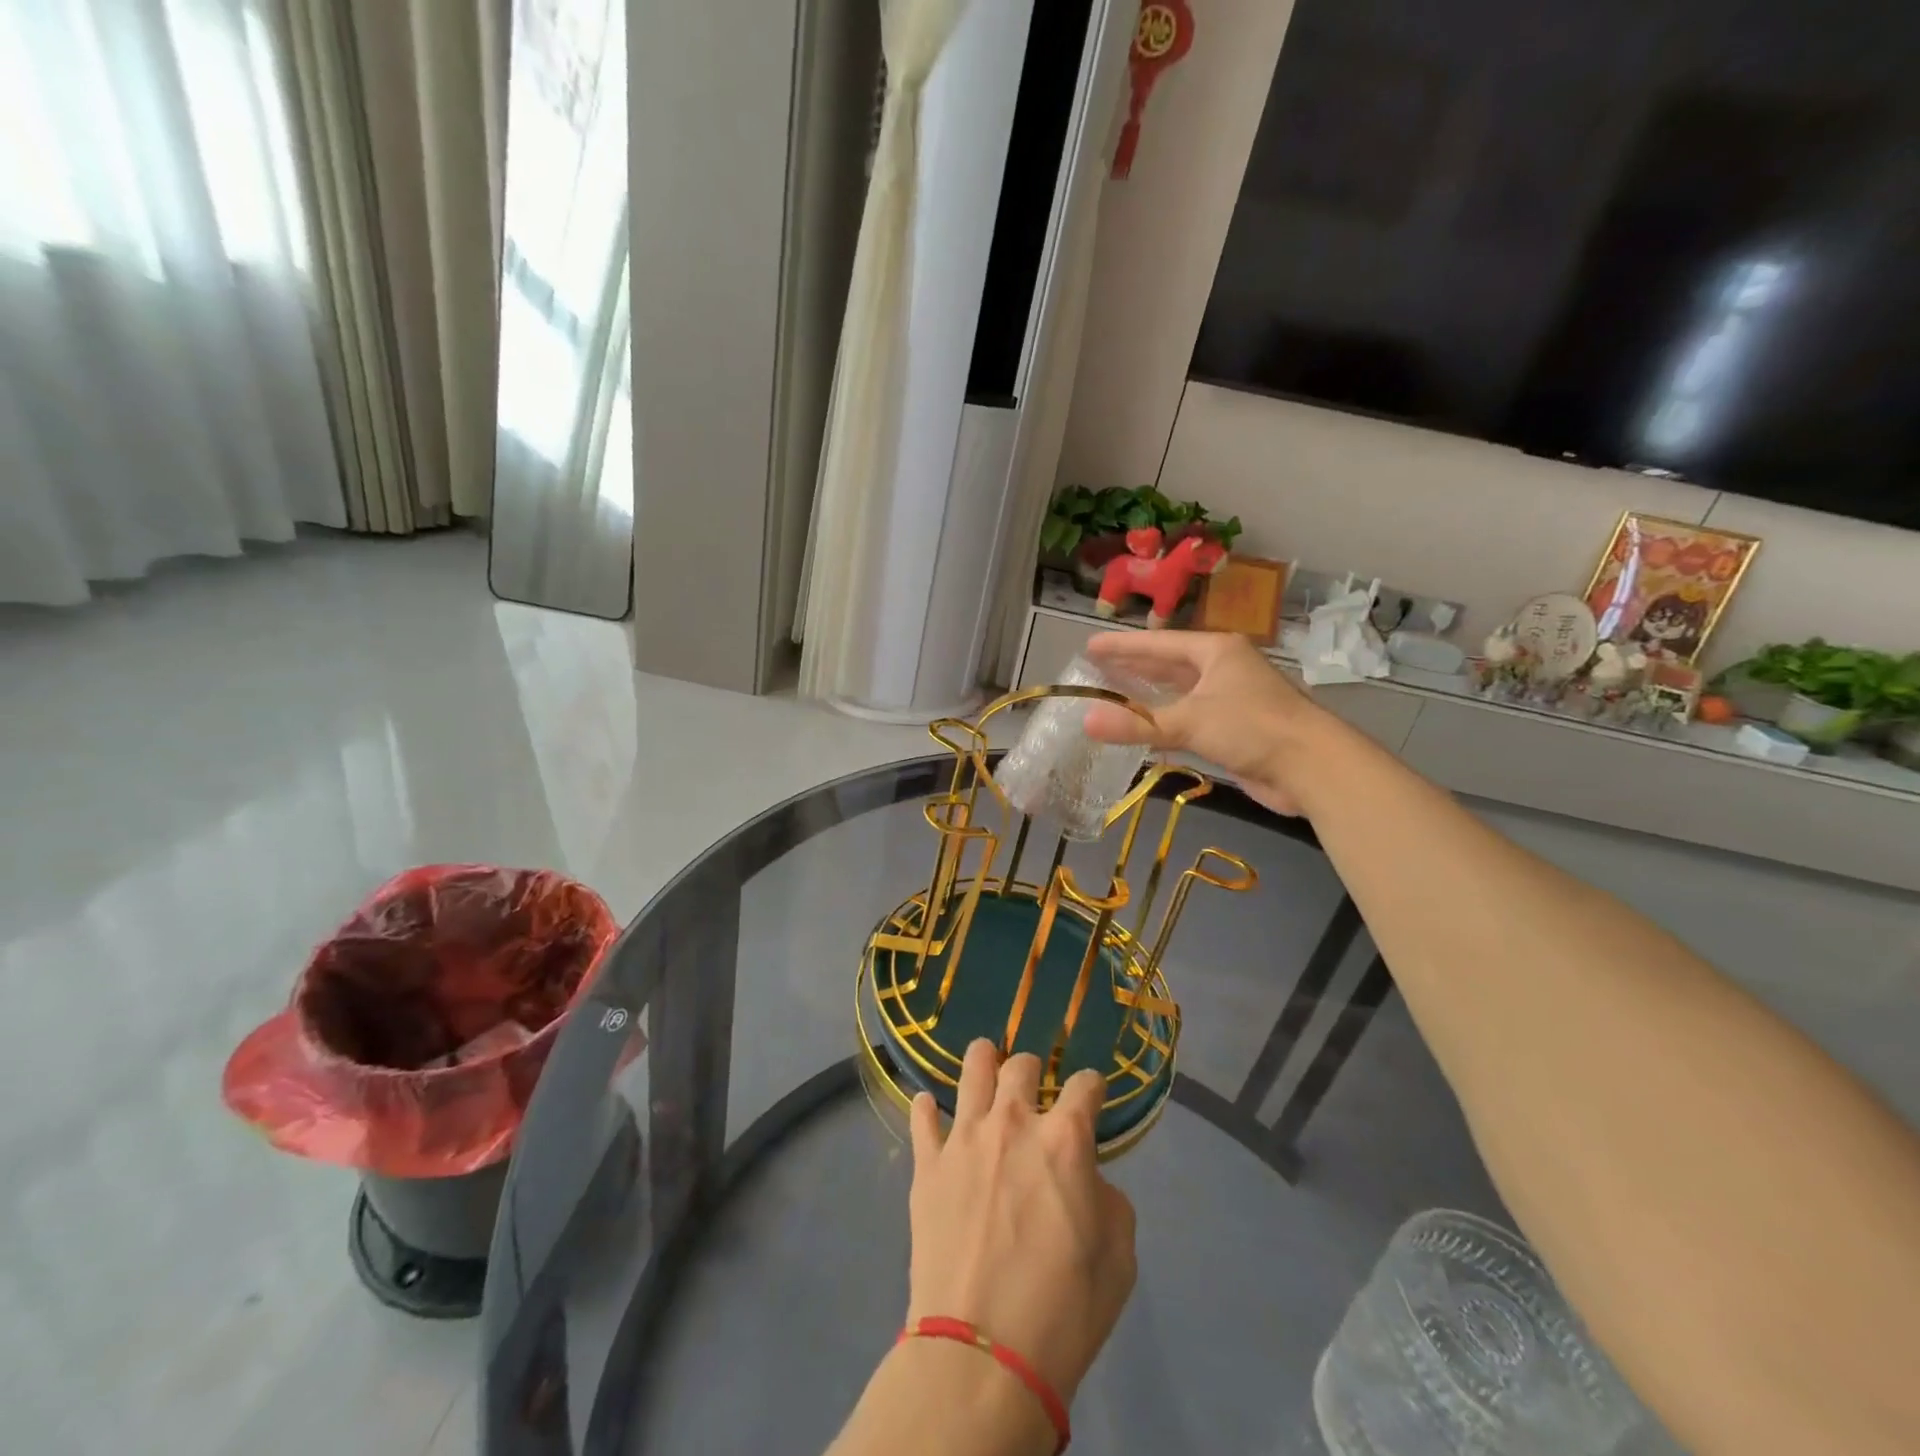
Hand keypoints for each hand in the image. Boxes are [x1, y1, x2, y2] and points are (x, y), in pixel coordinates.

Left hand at [907, 1041, 1136, 1405]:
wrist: (983, 1354)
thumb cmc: (1064, 1310)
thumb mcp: (1118, 1258)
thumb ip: (1107, 1199)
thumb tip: (1086, 1179)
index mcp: (1065, 1140)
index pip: (1084, 1085)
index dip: (1093, 1086)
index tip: (1091, 1095)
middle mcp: (1013, 1122)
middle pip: (1021, 1064)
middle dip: (1032, 1068)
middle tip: (1033, 1086)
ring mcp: (965, 1138)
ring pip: (972, 1069)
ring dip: (983, 1061)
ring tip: (985, 1064)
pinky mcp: (928, 1164)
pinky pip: (922, 1117)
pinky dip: (927, 1109)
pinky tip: (930, 1108)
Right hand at [1080, 630, 1330, 815]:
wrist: (1312, 767)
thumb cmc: (1253, 727)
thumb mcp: (1190, 721)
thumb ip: (1137, 724)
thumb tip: (1086, 721)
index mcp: (1216, 652)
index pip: (1159, 644)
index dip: (1123, 645)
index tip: (1091, 645)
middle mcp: (1224, 669)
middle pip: (1169, 664)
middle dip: (1134, 666)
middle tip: (1097, 667)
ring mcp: (1231, 699)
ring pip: (1180, 692)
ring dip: (1149, 693)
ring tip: (1115, 692)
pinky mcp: (1235, 729)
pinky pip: (1189, 718)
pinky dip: (1165, 720)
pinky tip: (1146, 727)